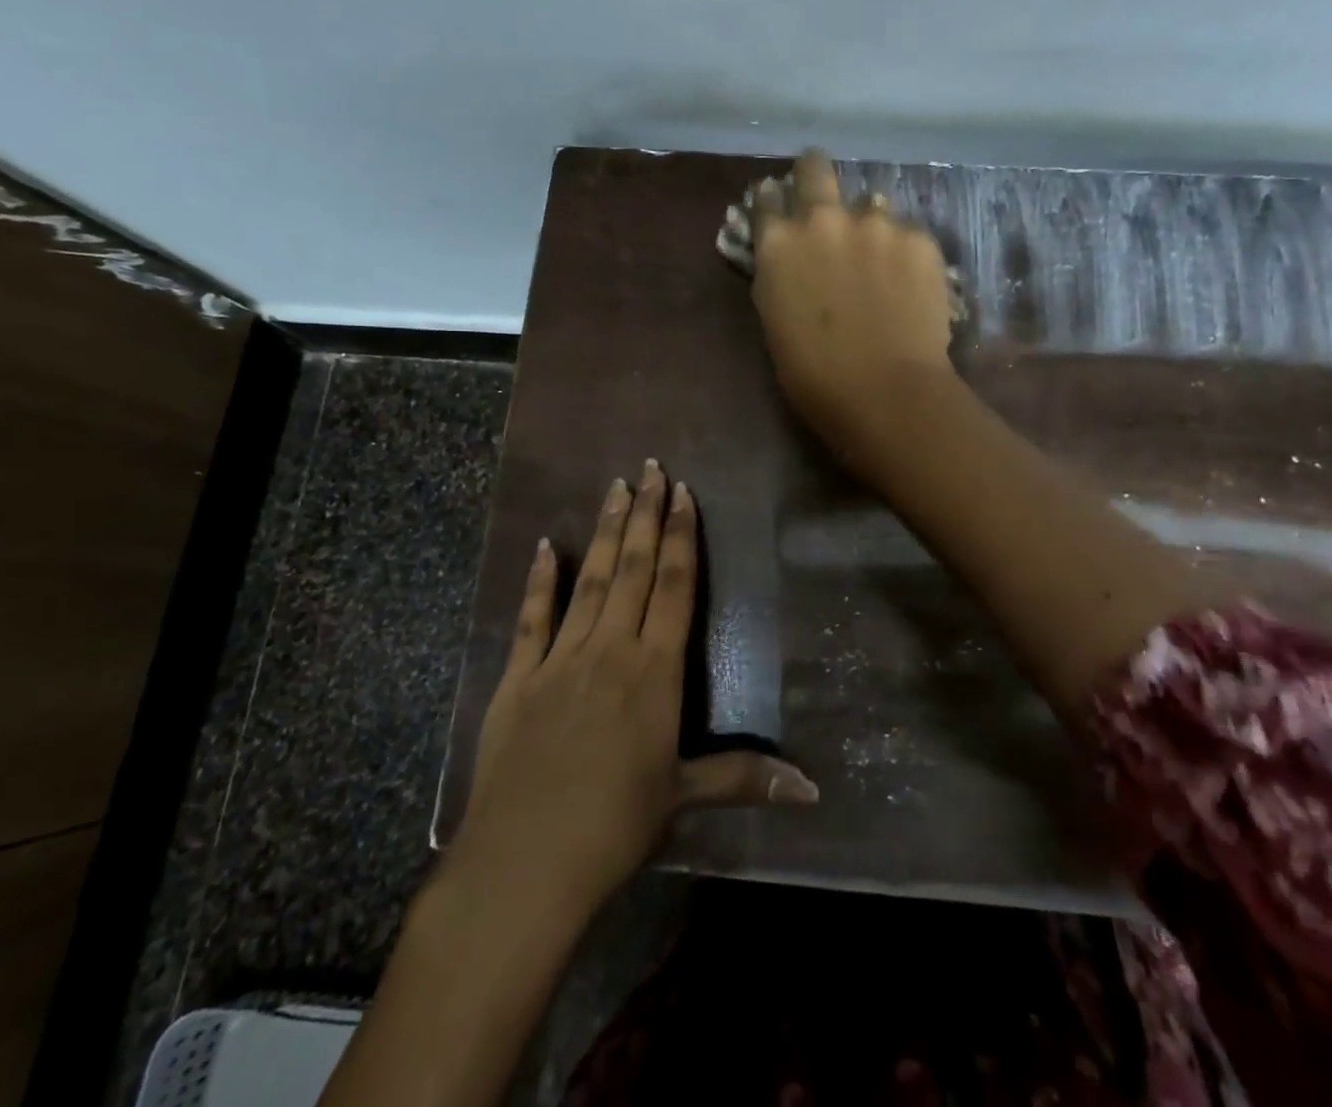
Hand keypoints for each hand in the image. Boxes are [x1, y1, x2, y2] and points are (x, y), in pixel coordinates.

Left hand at [445, 462, 817, 921]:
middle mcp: (610, 650)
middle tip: (652, 468)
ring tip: (615, 487)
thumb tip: (813, 790)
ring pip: (590, 580)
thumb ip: (745, 779)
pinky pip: (531, 618)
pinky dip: (539, 579)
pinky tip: (547, 545)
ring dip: (607, 533)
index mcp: (654, 671)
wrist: (524, 863)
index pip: (674, 587)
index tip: (683, 495)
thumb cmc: (616, 827)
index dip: (681, 537)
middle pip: (635, 569)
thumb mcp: (684, 797)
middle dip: (646, 515)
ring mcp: (560, 659)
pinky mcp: (518, 677)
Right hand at [752, 150, 956, 461]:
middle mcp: (823, 218)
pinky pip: (907, 233)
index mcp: (778, 243)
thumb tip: (787, 257)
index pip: (766, 199)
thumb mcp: (774, 322)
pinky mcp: (919, 238)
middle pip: (815, 168)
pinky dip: (905, 252)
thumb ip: (778, 276)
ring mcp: (876, 223)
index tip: (782, 211)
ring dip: (869, 224)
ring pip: (871, 204)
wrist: (885, 392)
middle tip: (825, 198)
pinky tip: (910, 285)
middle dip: (814, 175)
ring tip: (881, 262)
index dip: (773, 204)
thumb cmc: (814, 375)